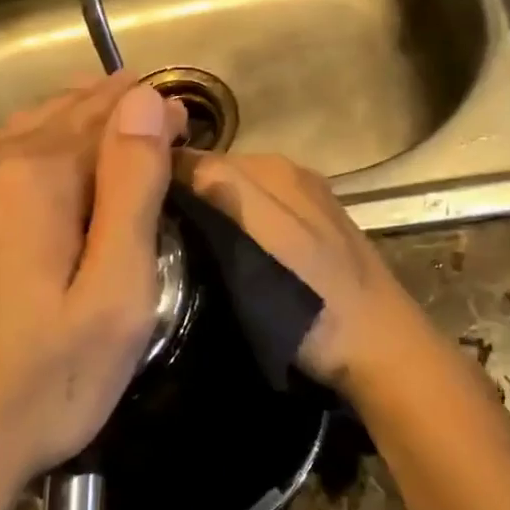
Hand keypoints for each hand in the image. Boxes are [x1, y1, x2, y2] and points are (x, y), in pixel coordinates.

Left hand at [0, 75, 185, 509]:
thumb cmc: (40, 385)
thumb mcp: (113, 295)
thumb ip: (132, 190)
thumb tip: (145, 103)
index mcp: (32, 178)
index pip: (103, 117)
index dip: (147, 111)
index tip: (183, 114)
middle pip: (54, 118)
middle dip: (104, 109)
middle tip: (147, 107)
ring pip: (13, 140)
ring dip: (61, 129)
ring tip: (99, 124)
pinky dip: (19, 160)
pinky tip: (34, 174)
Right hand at [175, 151, 426, 390]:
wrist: (381, 352)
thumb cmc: (315, 303)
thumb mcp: (264, 241)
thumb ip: (224, 192)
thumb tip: (169, 158)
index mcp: (274, 169)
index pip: (197, 159)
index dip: (161, 184)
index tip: (129, 217)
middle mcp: (289, 175)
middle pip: (216, 177)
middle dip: (184, 201)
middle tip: (152, 243)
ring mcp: (304, 204)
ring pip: (234, 200)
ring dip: (207, 219)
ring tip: (179, 256)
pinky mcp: (311, 233)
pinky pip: (255, 220)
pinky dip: (233, 234)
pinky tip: (224, 263)